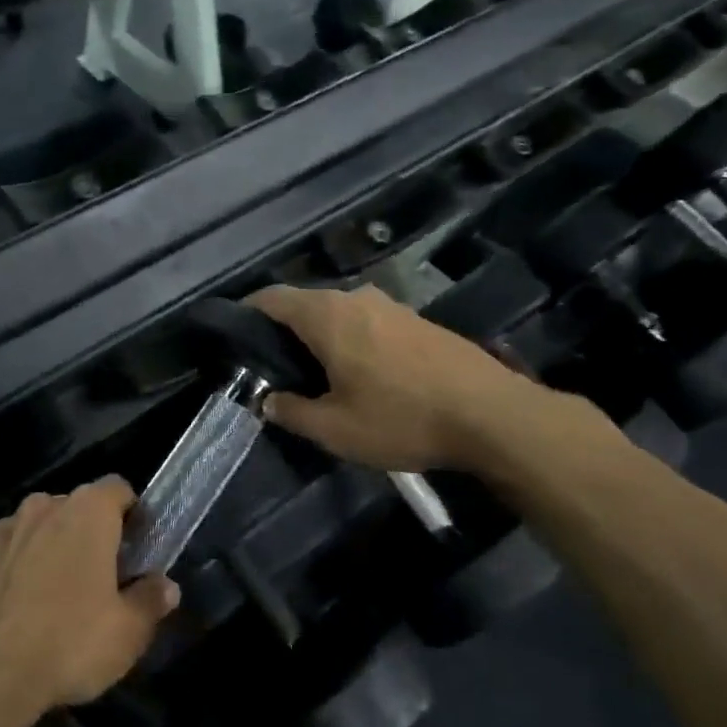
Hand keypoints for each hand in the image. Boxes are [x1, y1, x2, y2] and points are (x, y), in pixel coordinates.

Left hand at [0, 478, 178, 724]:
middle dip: (86, 534)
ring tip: (49, 598)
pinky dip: (9, 569)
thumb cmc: (68, 644)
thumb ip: (151, 601)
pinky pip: (0, 552)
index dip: (130, 513)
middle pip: (75, 508)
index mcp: (88, 512)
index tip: (134, 547)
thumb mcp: (128, 633)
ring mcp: (0, 528)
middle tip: (96, 580)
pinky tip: (10, 609)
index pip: (118, 488)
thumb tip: (165, 586)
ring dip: (46, 549)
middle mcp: (43, 506)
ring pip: (35, 528)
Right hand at [246, 284, 549, 472]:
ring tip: (314, 371)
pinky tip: (358, 371)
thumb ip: (292, 412)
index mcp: (327, 315)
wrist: (492, 415)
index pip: (272, 298)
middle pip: (304, 303)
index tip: (234, 336)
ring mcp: (391, 305)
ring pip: (338, 312)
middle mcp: (356, 298)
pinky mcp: (417, 320)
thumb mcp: (335, 429)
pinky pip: (366, 321)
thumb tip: (267, 401)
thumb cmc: (402, 418)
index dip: (247, 312)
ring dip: (320, 334)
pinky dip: (350, 338)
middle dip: (283, 329)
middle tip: (271, 365)